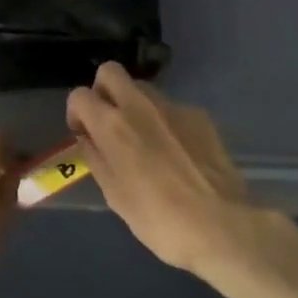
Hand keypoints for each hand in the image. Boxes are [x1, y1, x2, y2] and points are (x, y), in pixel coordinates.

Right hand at [66, 63, 259, 279]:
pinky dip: (165, 122)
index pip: (79, 95)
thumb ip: (97, 159)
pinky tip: (177, 153)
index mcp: (113, 125)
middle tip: (108, 123)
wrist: (221, 225)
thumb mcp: (115, 195)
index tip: (84, 134)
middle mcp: (140, 105)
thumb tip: (88, 139)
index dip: (76, 112)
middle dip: (103, 91)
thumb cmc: (159, 219)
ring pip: (143, 89)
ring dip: (134, 106)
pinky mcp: (200, 116)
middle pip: (111, 72)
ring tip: (145, 141)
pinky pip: (172, 109)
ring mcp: (174, 107)